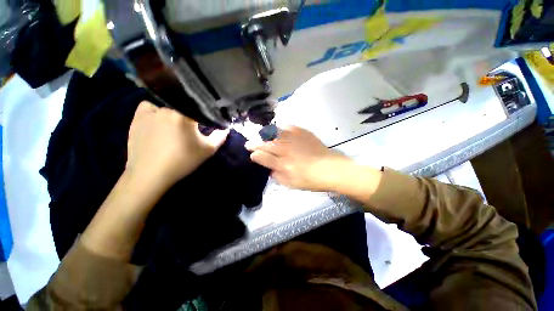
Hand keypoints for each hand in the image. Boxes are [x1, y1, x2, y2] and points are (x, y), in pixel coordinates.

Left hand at [126, 101, 228, 188]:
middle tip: (191, 128)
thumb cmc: (183, 161)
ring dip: (174, 112)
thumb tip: (226, 128)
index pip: (200, 109)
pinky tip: (158, 120)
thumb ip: (219, 137)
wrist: (151, 174)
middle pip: (183, 107)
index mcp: (185, 115)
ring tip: (175, 124)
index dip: (205, 117)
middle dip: (190, 116)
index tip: (206, 124)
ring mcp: (150, 112)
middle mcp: (167, 109)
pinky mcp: (137, 118)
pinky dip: (154, 110)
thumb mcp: (207, 150)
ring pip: (167, 106)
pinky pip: (148, 106)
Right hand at [246, 125, 350, 191]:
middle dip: (255, 144)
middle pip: (266, 144)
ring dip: (264, 135)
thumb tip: (270, 169)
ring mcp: (294, 140)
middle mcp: (286, 150)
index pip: (263, 157)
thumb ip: (277, 176)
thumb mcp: (291, 184)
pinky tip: (277, 128)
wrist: (331, 169)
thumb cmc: (311, 180)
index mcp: (283, 164)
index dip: (255, 155)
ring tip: (260, 135)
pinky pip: (288, 127)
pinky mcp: (303, 133)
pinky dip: (280, 127)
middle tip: (249, 143)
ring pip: (274, 134)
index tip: (251, 154)